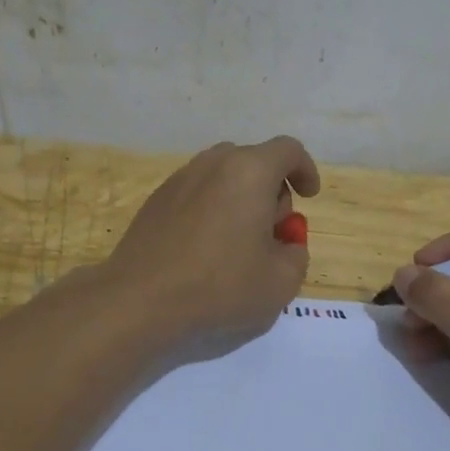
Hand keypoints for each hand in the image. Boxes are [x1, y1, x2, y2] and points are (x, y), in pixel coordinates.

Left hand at [101, 137, 321, 343]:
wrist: (140, 299)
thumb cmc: (220, 286)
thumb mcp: (281, 282)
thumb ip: (296, 254)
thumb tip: (285, 244)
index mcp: (249, 171)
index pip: (288, 150)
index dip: (305, 170)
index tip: (308, 196)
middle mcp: (213, 164)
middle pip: (254, 162)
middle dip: (271, 191)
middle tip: (272, 233)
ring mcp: (179, 179)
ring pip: (222, 178)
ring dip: (240, 201)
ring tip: (238, 244)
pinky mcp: (155, 201)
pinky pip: (196, 194)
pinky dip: (211, 211)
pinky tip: (205, 251)